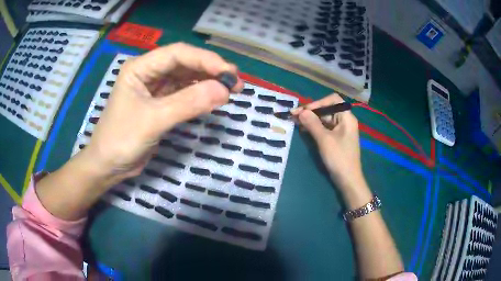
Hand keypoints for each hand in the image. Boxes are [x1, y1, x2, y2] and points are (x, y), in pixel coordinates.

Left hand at [84, 43, 243, 183]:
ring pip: (186, 78)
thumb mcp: (153, 120)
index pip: (177, 54)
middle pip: (184, 63)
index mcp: (140, 67)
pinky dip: (199, 96)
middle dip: (210, 70)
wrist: (108, 166)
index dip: (205, 60)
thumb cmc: (121, 140)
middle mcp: (148, 73)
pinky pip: (184, 94)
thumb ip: (187, 103)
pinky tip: (213, 99)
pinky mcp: (160, 104)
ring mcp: (155, 88)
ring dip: (207, 82)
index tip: (229, 73)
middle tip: (236, 82)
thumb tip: (224, 90)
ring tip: (230, 90)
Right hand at [291, 93, 363, 189]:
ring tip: (296, 123)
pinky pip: (325, 128)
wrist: (348, 180)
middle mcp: (345, 121)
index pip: (333, 100)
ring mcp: (341, 130)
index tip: (303, 111)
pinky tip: (304, 130)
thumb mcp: (324, 140)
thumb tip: (301, 111)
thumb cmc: (339, 158)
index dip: (318, 103)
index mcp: (346, 117)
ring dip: (311, 120)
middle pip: (327, 109)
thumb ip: (312, 123)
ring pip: (324, 119)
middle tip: (294, 116)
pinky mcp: (336, 139)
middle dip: (311, 112)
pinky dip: (315, 128)